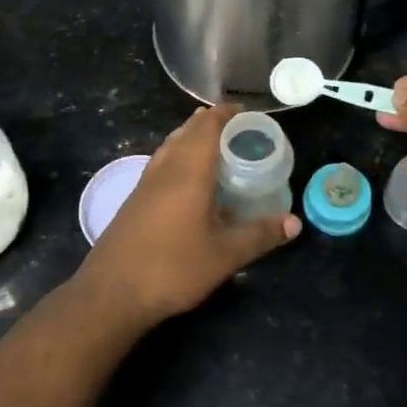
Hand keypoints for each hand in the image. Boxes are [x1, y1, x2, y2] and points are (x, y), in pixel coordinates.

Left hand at [77, 105, 300, 326]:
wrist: (112, 293)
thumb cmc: (173, 267)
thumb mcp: (225, 255)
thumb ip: (260, 235)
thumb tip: (295, 222)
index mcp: (189, 170)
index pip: (208, 126)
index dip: (226, 114)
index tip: (246, 113)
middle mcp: (166, 168)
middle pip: (188, 131)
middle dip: (211, 123)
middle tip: (239, 130)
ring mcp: (146, 183)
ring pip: (171, 146)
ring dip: (192, 138)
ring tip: (216, 147)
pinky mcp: (135, 199)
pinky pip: (162, 163)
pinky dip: (180, 157)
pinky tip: (189, 181)